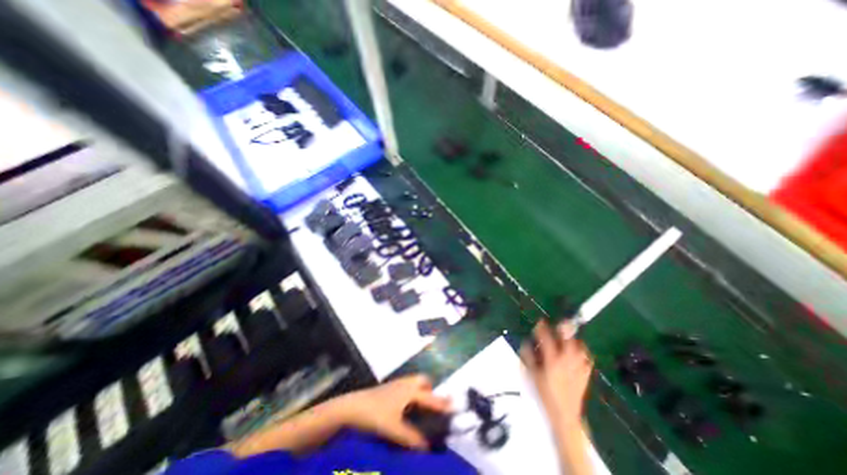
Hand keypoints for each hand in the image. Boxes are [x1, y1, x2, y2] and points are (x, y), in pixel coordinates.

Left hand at [340, 375, 452, 448]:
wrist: (352, 407)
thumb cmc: (375, 415)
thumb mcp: (394, 430)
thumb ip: (412, 438)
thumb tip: (427, 446)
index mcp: (410, 391)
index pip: (431, 398)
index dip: (443, 403)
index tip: (455, 407)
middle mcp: (405, 384)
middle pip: (423, 381)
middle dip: (431, 391)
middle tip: (434, 406)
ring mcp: (396, 385)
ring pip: (413, 383)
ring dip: (420, 392)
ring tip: (422, 408)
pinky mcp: (388, 388)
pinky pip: (406, 387)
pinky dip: (411, 394)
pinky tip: (406, 408)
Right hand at [520, 320, 589, 425]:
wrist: (565, 414)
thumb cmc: (545, 393)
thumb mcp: (532, 374)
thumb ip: (528, 356)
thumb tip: (526, 342)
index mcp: (552, 360)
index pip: (547, 338)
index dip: (542, 327)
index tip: (540, 321)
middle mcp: (567, 361)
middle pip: (568, 339)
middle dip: (563, 328)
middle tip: (559, 323)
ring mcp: (578, 367)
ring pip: (579, 346)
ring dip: (573, 339)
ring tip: (568, 336)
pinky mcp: (585, 374)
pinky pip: (587, 358)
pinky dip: (583, 352)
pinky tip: (578, 351)